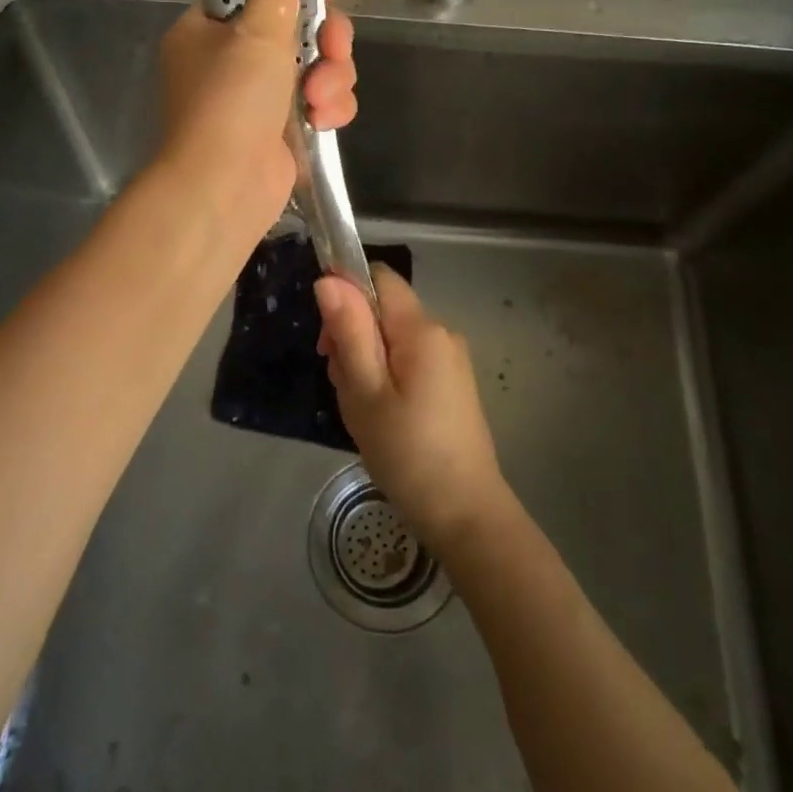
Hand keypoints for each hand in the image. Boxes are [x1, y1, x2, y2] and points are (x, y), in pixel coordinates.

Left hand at [157, 0, 356, 234]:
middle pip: (299, 27)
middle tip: (332, 50)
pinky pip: (321, 100)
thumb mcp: (259, 27)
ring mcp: (258, 97)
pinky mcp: (284, 128)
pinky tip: (324, 121)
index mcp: (209, 28)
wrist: (223, 189)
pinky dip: (329, 107)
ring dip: (331, 78)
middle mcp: (231, 59)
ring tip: (320, 100)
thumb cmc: (231, 101)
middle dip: (327, 40)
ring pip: (318, 66)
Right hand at [314, 265, 511, 554]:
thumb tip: (329, 279)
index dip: (346, 294)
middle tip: (342, 385)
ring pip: (392, 337)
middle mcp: (441, 333)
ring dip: (366, 360)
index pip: (379, 277)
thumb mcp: (365, 391)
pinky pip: (409, 359)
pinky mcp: (452, 383)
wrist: (465, 514)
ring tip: (361, 408)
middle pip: (384, 309)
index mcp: (422, 329)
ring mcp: (450, 359)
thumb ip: (349, 331)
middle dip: (353, 335)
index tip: (327, 340)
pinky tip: (381, 415)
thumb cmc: (407, 453)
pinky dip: (386, 376)